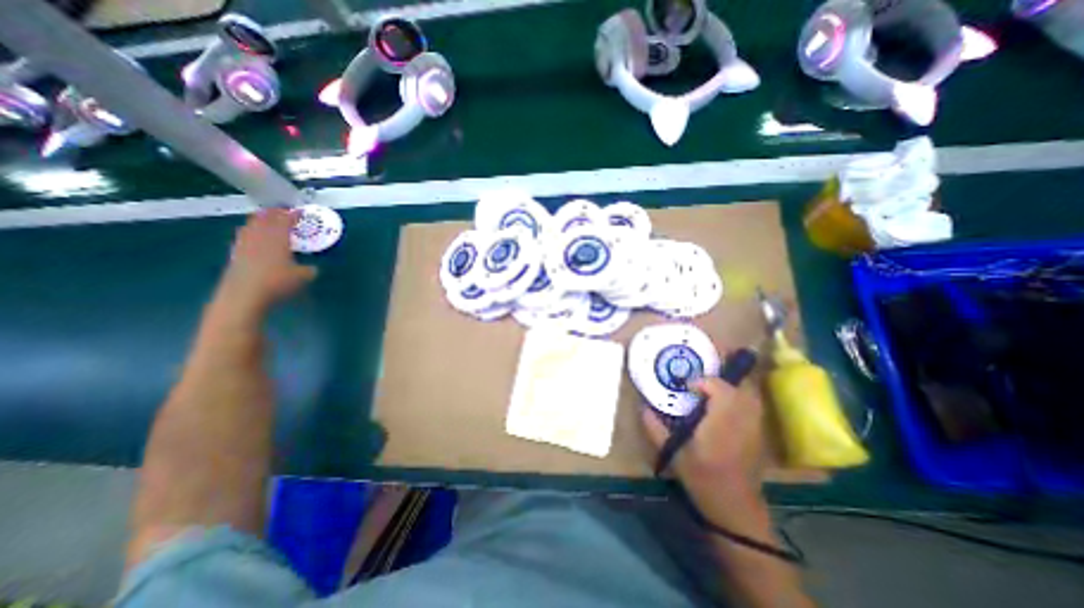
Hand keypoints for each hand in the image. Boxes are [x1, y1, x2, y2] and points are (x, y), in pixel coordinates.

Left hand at [216, 210, 316, 312]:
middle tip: (282, 211)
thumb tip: (312, 268)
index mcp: (278, 239)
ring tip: (266, 219)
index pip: (285, 221)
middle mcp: (260, 237)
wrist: (244, 295)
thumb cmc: (277, 283)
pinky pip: (244, 236)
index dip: (293, 215)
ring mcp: (245, 244)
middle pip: (264, 219)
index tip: (300, 211)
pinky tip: (253, 236)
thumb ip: (309, 270)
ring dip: (259, 220)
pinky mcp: (235, 254)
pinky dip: (250, 232)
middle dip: (273, 213)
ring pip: (251, 226)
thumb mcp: (303, 277)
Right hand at [641, 374, 768, 529]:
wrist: (735, 508)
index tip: (688, 387)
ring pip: (749, 395)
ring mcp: (754, 428)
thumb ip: (656, 429)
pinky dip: (740, 399)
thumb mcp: (673, 455)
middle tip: (700, 387)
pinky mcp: (758, 434)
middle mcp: (741, 422)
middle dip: (718, 382)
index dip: (703, 382)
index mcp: (720, 424)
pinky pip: (753, 407)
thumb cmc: (702, 480)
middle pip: (738, 388)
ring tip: (711, 393)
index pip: (720, 390)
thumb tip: (643, 407)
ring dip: (731, 389)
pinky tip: (724, 407)